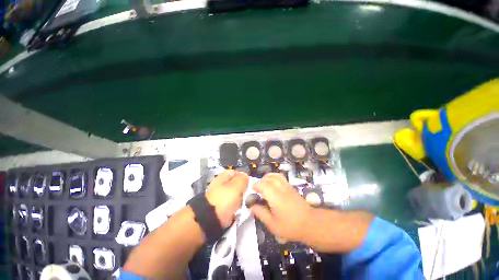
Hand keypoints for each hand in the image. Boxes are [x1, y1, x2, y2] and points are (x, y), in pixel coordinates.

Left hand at [205, 170, 248, 227]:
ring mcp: (219, 196)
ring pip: (234, 194)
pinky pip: (231, 204)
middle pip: (234, 184)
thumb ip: (243, 179)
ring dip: (239, 198)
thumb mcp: (237, 186)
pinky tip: (238, 209)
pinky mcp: (219, 207)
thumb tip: (246, 176)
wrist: (210, 219)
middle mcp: (220, 185)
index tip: (249, 183)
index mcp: (222, 177)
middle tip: (247, 193)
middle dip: (242, 188)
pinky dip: (235, 206)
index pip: (235, 172)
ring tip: (244, 202)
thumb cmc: (225, 199)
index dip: (243, 176)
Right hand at [250, 173, 312, 241]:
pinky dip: (273, 177)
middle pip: (268, 178)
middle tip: (257, 190)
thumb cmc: (290, 226)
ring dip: (267, 178)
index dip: (255, 185)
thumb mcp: (273, 224)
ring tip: (263, 185)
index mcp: (275, 197)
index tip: (252, 190)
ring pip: (274, 175)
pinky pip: (280, 177)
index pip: (263, 185)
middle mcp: (281, 188)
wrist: (310, 223)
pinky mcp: (290, 187)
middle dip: (260, 181)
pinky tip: (272, 184)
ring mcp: (287, 186)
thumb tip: (251, 207)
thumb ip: (261, 213)